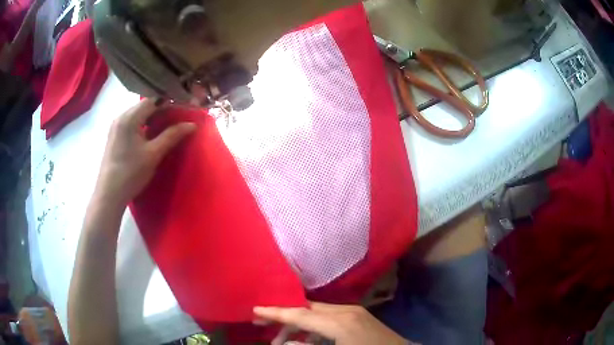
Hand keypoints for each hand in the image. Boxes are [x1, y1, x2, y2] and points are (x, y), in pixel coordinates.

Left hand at [95, 98, 195, 205]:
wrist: (109, 194)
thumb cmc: (131, 173)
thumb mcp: (154, 154)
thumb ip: (172, 136)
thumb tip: (192, 124)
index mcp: (129, 117)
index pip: (153, 100)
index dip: (170, 102)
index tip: (184, 108)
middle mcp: (121, 116)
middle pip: (145, 105)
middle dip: (162, 109)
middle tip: (178, 118)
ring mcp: (116, 126)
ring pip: (138, 114)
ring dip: (153, 117)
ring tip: (167, 126)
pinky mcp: (115, 135)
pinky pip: (132, 122)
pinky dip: (144, 124)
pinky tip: (151, 134)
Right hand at [254, 302, 413, 344]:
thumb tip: (287, 344)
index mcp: (340, 322)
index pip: (301, 315)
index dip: (276, 313)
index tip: (255, 310)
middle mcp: (346, 311)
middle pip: (307, 311)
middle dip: (285, 319)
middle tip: (262, 327)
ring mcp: (354, 312)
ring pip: (317, 314)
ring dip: (299, 326)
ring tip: (282, 342)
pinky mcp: (358, 317)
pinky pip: (329, 318)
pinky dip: (314, 328)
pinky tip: (306, 341)